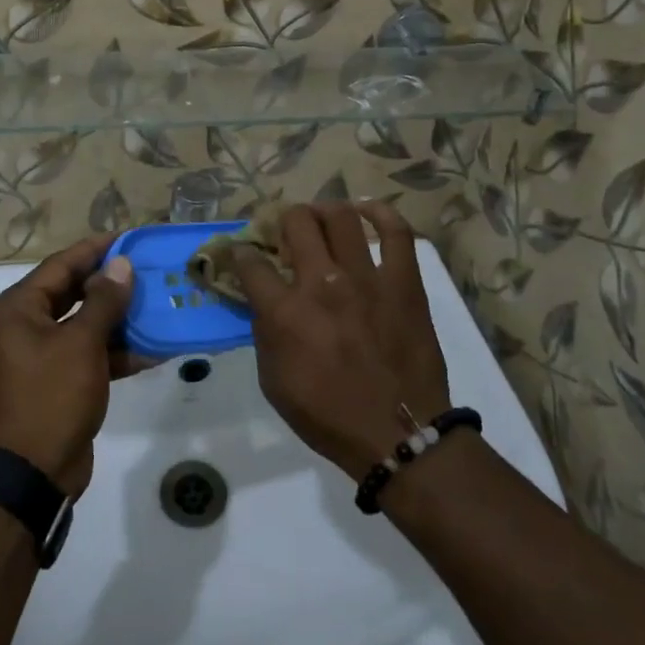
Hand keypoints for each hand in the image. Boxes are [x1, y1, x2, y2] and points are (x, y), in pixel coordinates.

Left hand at [0, 233, 137, 497]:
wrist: (31, 475)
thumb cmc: (51, 397)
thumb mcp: (81, 344)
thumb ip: (103, 301)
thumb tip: (121, 265)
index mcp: (17, 310)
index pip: (60, 265)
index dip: (95, 250)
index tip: (129, 238)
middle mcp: (23, 327)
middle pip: (71, 293)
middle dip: (110, 284)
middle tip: (147, 269)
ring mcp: (39, 357)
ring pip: (83, 325)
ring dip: (117, 319)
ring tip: (156, 304)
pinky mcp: (57, 383)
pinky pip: (87, 355)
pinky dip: (114, 352)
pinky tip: (152, 349)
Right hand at [235, 203, 451, 478]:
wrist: (398, 434)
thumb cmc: (329, 416)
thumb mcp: (274, 382)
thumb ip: (265, 332)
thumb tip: (265, 300)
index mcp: (285, 313)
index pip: (250, 262)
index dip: (240, 253)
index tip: (242, 254)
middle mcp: (321, 284)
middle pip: (297, 222)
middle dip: (284, 220)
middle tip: (288, 233)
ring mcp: (366, 278)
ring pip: (341, 217)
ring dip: (324, 212)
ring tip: (322, 220)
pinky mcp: (404, 281)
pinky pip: (395, 232)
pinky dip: (380, 213)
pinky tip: (366, 211)